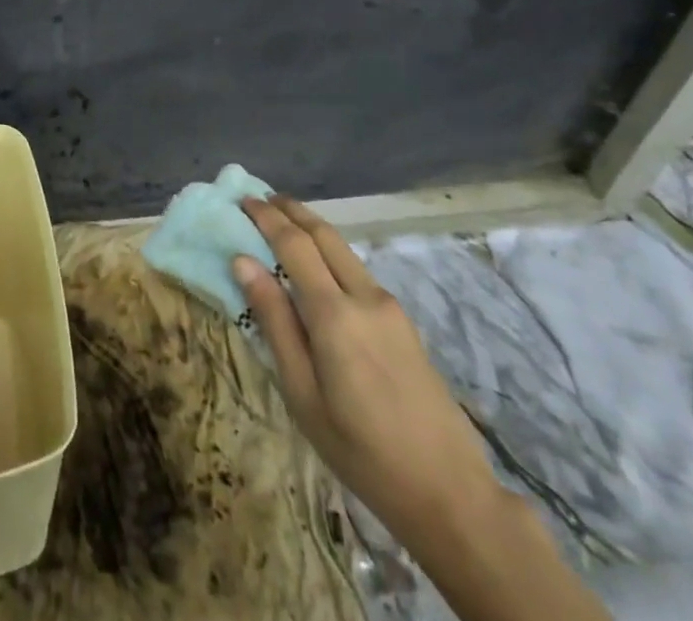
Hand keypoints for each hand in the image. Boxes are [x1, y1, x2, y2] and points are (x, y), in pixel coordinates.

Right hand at [234, 195, 498, 541]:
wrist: (451, 493)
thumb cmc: (362, 451)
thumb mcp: (302, 394)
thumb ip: (274, 322)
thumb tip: (243, 262)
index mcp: (335, 314)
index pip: (294, 244)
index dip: (266, 218)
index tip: (241, 200)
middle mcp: (365, 297)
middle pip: (324, 234)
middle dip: (290, 210)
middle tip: (258, 198)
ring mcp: (389, 307)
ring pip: (343, 249)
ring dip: (310, 227)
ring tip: (281, 222)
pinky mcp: (403, 322)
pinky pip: (357, 270)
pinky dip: (329, 252)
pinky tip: (316, 267)